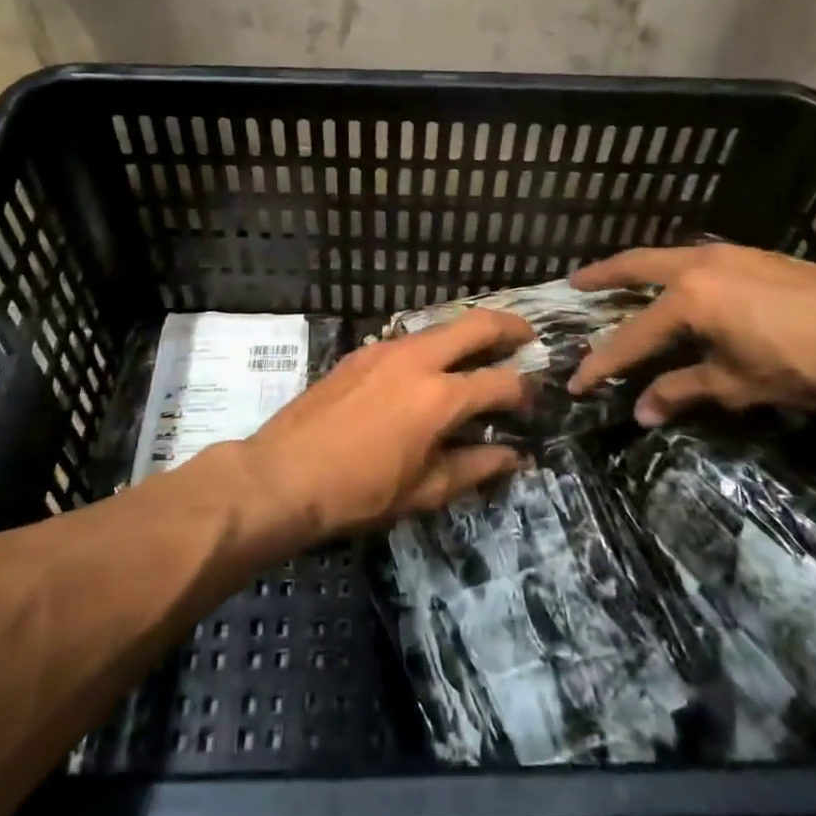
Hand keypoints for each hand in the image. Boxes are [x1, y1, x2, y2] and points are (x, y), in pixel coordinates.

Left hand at [244, 310, 532, 538]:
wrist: (283, 475)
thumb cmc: (358, 492)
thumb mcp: (424, 490)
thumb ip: (475, 467)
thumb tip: (514, 456)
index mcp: (440, 396)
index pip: (500, 382)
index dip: (524, 391)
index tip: (532, 400)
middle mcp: (418, 359)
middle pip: (476, 324)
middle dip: (509, 326)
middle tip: (527, 337)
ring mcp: (386, 349)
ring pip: (441, 326)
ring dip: (468, 332)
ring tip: (483, 350)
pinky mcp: (362, 352)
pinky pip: (410, 338)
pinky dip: (434, 344)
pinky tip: (431, 367)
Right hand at [567, 244, 815, 426]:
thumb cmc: (804, 364)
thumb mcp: (738, 385)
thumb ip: (683, 392)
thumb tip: (641, 411)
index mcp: (689, 299)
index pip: (631, 335)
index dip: (602, 362)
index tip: (576, 382)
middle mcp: (699, 265)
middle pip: (636, 266)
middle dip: (602, 275)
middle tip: (574, 283)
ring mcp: (730, 255)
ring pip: (669, 257)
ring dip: (640, 269)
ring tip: (622, 281)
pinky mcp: (756, 256)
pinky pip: (698, 260)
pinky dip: (675, 271)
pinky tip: (683, 287)